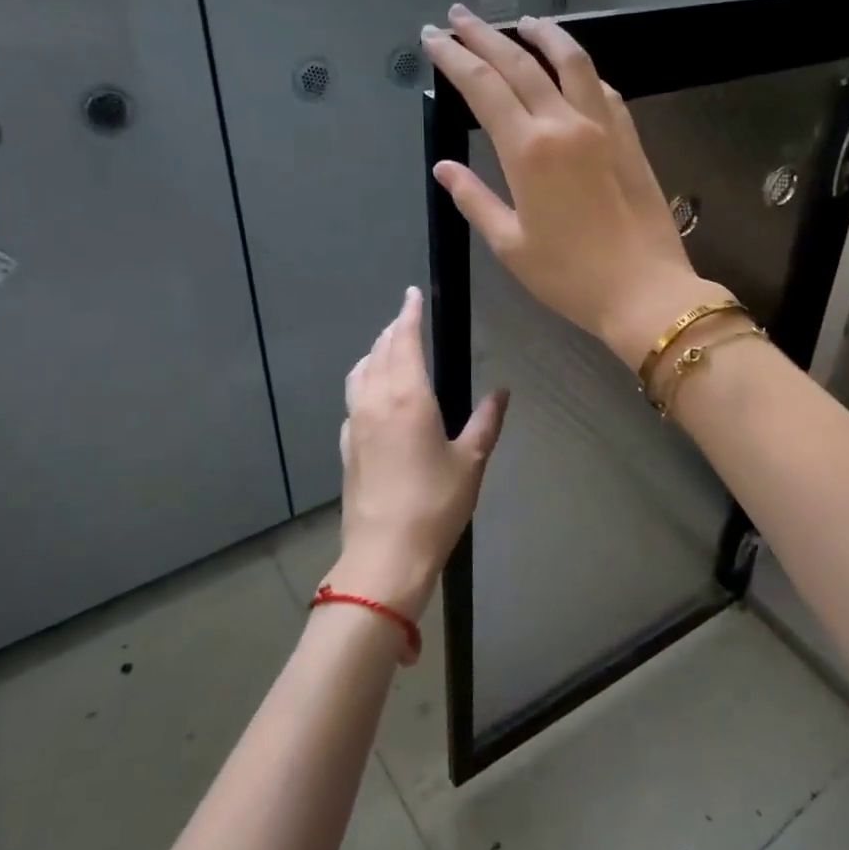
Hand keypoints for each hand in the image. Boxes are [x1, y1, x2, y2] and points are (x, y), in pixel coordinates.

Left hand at [326, 286, 507, 621]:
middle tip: (406, 317)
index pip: (405, 341)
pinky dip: (364, 382)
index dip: (409, 315)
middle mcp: (376, 402)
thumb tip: (502, 392)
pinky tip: (374, 395)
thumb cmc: (435, 504)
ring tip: (388, 347)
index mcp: (408, 398)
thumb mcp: (471, 461)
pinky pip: (353, 399)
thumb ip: (486, 422)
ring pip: (360, 373)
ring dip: (374, 353)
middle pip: (380, 352)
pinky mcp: (346, 447)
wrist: (385, 554)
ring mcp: (355, 424)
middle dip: (393, 330)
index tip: (412, 294)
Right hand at [422, 4, 729, 366]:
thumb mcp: (510, 245)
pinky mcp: (629, 138)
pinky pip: (602, 89)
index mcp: (527, 151)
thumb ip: (474, 199)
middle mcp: (564, 124)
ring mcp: (603, 127)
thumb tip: (445, 169)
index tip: (433, 38)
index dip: (453, 57)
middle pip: (519, 64)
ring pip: (571, 61)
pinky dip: (581, 69)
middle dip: (484, 36)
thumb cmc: (570, 277)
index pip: (482, 87)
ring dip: (544, 34)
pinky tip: (573, 67)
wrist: (644, 291)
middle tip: (459, 17)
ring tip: (524, 21)